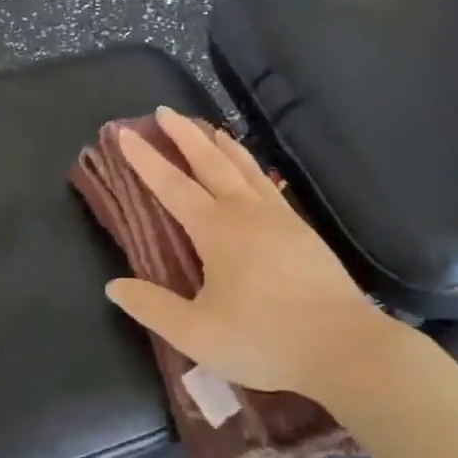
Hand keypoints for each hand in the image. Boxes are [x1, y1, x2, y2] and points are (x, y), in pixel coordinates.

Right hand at [106, 107, 384, 398]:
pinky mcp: (302, 230)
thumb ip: (153, 307)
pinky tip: (251, 173)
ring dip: (221, 144)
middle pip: (210, 162)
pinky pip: (267, 184)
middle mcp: (246, 212)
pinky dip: (250, 166)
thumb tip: (114, 286)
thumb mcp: (197, 334)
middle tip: (164, 111)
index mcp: (217, 230)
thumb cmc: (264, 340)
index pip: (171, 185)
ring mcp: (279, 217)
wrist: (343, 346)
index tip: (124, 133)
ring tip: (206, 128)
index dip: (145, 159)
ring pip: (244, 167)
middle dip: (184, 135)